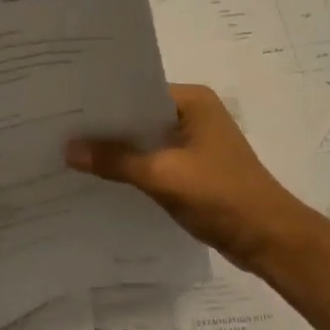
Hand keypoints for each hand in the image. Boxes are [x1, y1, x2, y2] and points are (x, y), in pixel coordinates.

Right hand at [66, 83, 309, 271]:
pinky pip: (153, 159)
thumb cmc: (221, 195)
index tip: (66, 105)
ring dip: (118, 148)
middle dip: (106, 125)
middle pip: (139, 114)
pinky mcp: (193, 168)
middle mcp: (194, 113)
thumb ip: (115, 161)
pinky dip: (132, 166)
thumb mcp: (163, 175)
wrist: (269, 240)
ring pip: (145, 138)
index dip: (103, 99)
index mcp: (193, 100)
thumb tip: (67, 150)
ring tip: (71, 149)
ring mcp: (194, 141)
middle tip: (60, 127)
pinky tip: (101, 174)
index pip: (137, 89)